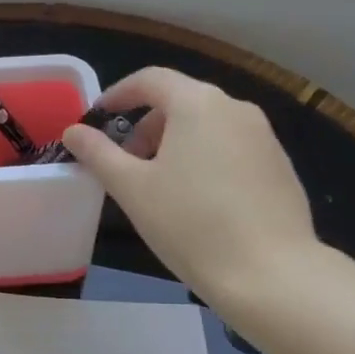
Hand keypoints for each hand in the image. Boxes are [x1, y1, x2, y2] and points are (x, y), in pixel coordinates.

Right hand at [61, 67, 316, 308]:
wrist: (272, 274)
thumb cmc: (191, 224)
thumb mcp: (132, 188)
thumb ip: (98, 153)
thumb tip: (74, 131)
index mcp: (198, 103)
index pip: (150, 79)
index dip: (119, 94)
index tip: (98, 117)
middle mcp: (236, 108)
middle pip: (181, 101)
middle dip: (147, 126)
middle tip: (126, 163)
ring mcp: (264, 137)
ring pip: (208, 126)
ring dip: (176, 143)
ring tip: (160, 185)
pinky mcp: (280, 166)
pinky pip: (232, 148)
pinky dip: (206, 159)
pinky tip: (199, 202)